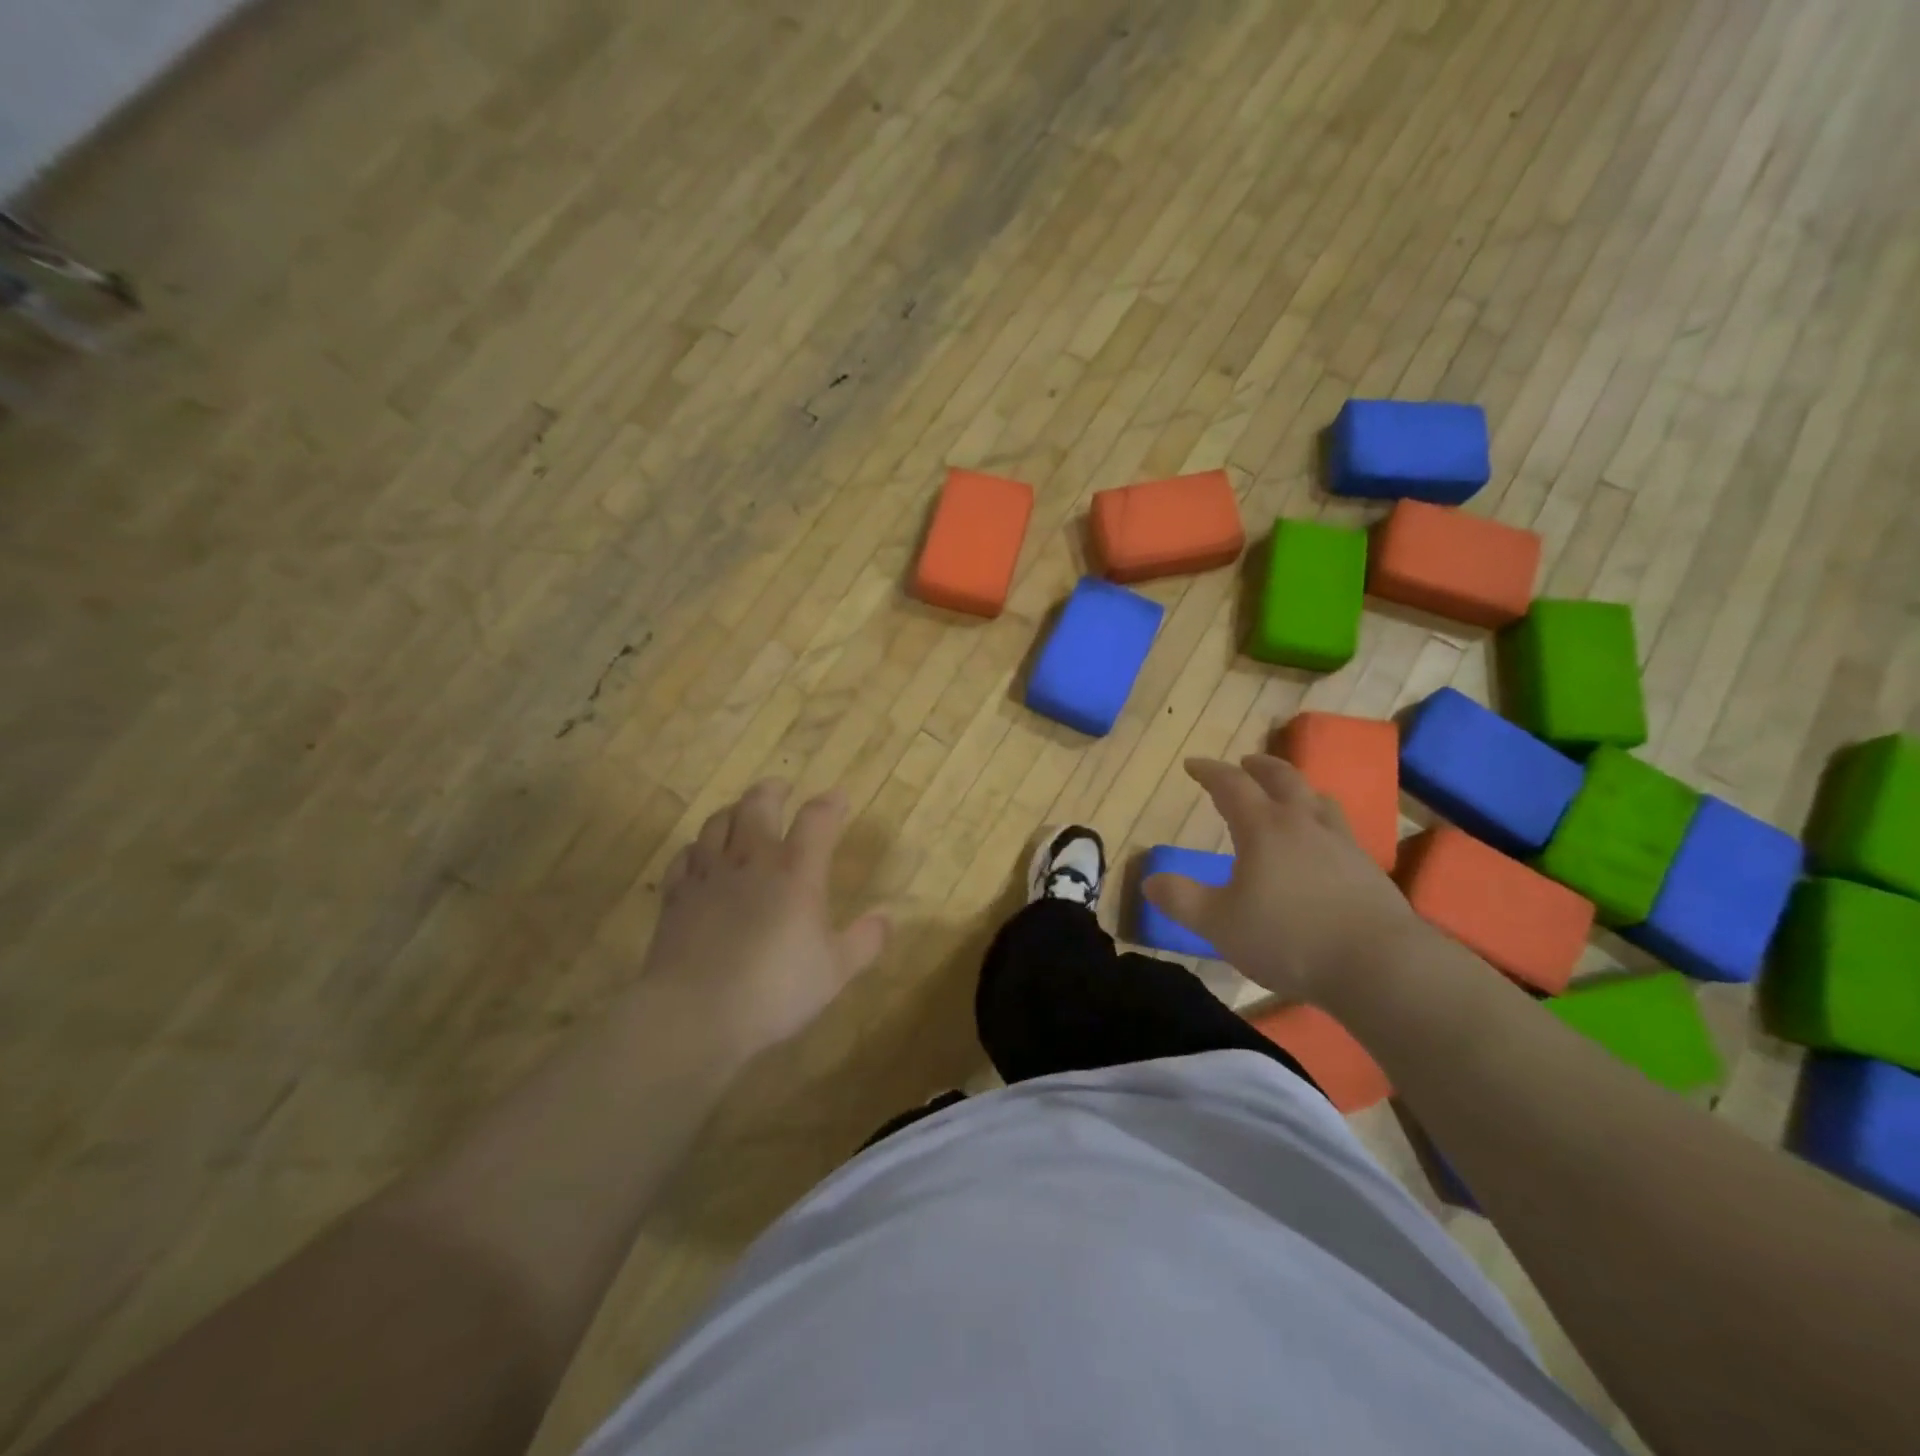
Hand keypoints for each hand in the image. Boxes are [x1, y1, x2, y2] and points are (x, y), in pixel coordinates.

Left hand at [643, 780, 887, 1059]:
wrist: (695, 1013)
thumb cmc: (775, 990)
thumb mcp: (835, 971)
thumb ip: (865, 941)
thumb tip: (887, 918)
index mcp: (797, 872)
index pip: (817, 819)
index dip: (830, 803)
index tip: (838, 798)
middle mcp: (752, 860)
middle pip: (758, 804)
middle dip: (772, 791)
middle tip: (781, 788)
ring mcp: (709, 874)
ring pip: (717, 822)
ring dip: (732, 811)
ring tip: (740, 813)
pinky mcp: (676, 896)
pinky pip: (684, 856)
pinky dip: (696, 848)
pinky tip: (700, 855)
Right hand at [1141, 755, 1423, 1004]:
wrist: (1379, 965)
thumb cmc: (1288, 938)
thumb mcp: (1219, 924)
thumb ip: (1182, 900)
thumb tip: (1149, 880)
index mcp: (1264, 828)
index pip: (1232, 785)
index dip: (1210, 771)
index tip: (1193, 764)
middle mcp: (1304, 824)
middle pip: (1283, 778)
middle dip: (1260, 766)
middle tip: (1246, 762)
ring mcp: (1342, 843)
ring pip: (1318, 800)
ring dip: (1298, 789)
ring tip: (1288, 796)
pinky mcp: (1369, 869)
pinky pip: (1341, 830)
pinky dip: (1322, 823)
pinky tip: (1322, 846)